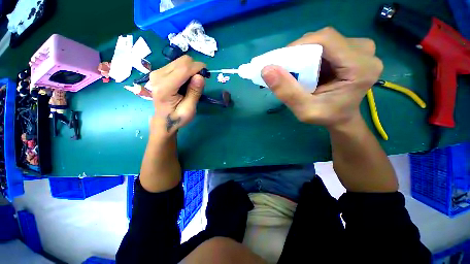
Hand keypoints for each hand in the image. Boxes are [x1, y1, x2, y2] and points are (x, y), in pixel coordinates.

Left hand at [149, 55, 205, 134]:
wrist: (163, 120)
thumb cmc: (177, 117)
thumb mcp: (189, 109)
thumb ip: (194, 93)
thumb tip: (200, 76)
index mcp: (165, 87)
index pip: (183, 69)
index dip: (197, 67)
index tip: (207, 73)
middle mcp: (158, 76)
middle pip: (181, 61)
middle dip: (194, 68)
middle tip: (200, 80)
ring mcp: (156, 72)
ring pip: (179, 61)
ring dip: (190, 69)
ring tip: (193, 82)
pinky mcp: (158, 72)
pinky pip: (176, 64)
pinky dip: (185, 70)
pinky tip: (186, 81)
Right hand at [261, 27, 382, 128]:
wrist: (342, 118)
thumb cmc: (326, 117)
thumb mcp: (304, 110)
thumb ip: (287, 92)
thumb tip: (266, 69)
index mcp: (361, 67)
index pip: (326, 40)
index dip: (299, 46)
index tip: (281, 61)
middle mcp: (366, 51)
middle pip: (325, 39)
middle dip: (301, 52)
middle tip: (286, 69)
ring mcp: (362, 48)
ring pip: (324, 41)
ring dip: (305, 54)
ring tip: (296, 71)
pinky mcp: (354, 50)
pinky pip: (327, 45)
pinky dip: (312, 55)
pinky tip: (307, 68)